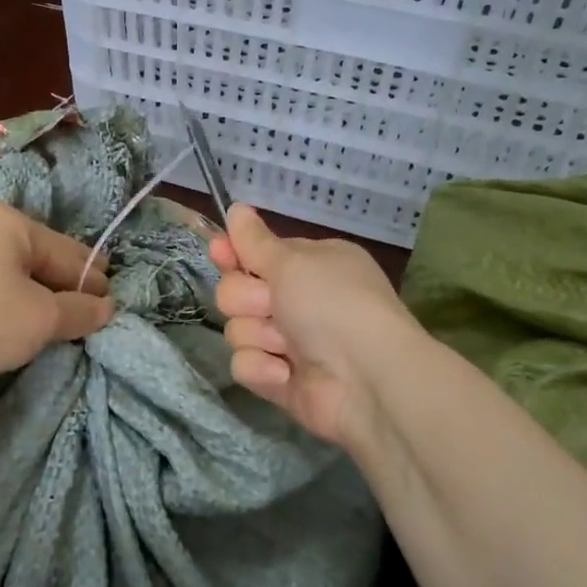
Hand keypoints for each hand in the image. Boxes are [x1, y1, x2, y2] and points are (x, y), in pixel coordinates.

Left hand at [0, 200, 115, 383]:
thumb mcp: (41, 319)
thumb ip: (80, 311)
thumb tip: (107, 307)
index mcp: (11, 221)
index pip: (68, 253)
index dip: (92, 281)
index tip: (110, 304)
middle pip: (38, 256)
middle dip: (62, 284)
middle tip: (83, 312)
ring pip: (8, 268)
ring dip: (31, 291)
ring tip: (47, 318)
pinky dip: (1, 295)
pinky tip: (5, 315)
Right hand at [209, 204, 419, 453]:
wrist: (366, 378)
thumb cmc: (332, 304)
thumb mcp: (293, 261)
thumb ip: (255, 240)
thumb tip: (236, 207)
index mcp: (309, 265)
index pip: (257, 254)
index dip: (234, 254)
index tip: (220, 252)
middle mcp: (299, 300)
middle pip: (236, 291)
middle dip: (246, 299)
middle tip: (270, 304)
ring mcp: (288, 342)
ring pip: (237, 330)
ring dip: (258, 335)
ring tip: (286, 346)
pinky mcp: (280, 379)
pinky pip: (245, 365)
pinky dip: (262, 368)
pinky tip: (285, 373)